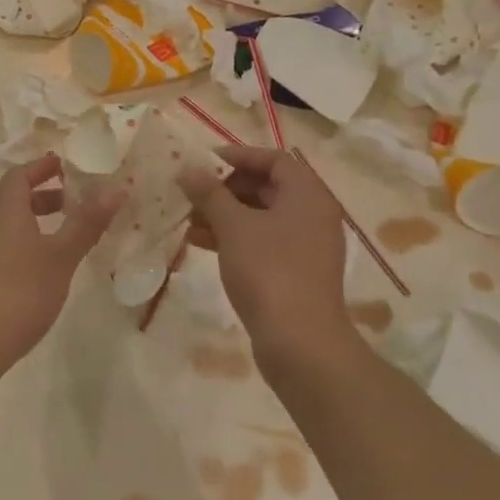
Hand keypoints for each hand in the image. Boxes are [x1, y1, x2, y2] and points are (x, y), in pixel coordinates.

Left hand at [0, 155, 119, 373]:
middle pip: (14, 199)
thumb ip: (86, 223)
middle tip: (75, 200)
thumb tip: (115, 188)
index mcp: (6, 212)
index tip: (66, 165)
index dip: (41, 167)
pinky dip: (28, 245)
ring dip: (37, 222)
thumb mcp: (60, 256)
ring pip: (11, 226)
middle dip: (44, 194)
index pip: (19, 175)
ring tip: (67, 235)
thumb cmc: (20, 291)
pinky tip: (46, 269)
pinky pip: (7, 248)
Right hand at [178, 146, 353, 365]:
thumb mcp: (233, 226)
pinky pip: (261, 241)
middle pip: (266, 187)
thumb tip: (188, 170)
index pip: (273, 159)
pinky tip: (199, 243)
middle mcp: (312, 215)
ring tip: (187, 218)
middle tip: (191, 192)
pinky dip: (233, 237)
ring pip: (260, 216)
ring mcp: (305, 246)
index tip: (203, 162)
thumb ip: (209, 193)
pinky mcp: (294, 272)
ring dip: (224, 214)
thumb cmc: (269, 271)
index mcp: (308, 195)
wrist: (300, 343)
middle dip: (225, 188)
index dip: (238, 156)